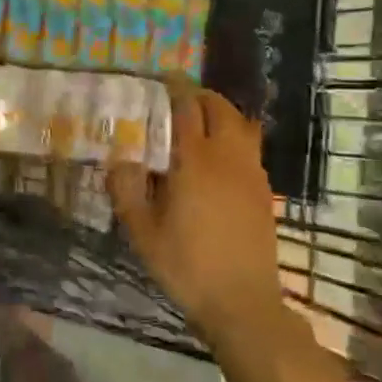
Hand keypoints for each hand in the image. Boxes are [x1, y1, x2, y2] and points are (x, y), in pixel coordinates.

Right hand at [109, 90, 291, 346]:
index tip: (163, 78)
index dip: (175, 88)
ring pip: (242, 125)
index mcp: (195, 160)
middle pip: (221, 108)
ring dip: (222, 113)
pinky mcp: (264, 192)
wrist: (242, 303)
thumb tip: (118, 159)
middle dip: (201, 96)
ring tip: (200, 122)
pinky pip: (250, 148)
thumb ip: (126, 188)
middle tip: (179, 99)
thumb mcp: (142, 230)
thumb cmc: (186, 265)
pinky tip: (218, 159)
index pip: (187, 108)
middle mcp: (227, 157)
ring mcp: (251, 174)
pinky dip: (234, 137)